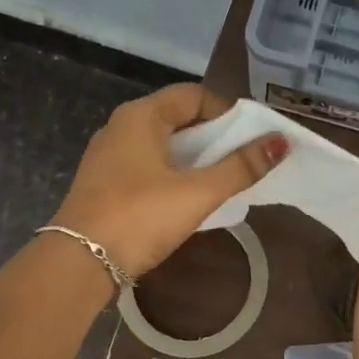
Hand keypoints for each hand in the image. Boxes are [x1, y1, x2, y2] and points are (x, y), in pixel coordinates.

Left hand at [48, 84, 286, 277]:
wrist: (78, 262)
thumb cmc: (140, 217)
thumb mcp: (197, 192)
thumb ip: (240, 167)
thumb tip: (280, 142)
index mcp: (141, 116)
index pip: (193, 95)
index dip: (227, 111)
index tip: (252, 137)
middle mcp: (120, 127)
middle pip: (177, 118)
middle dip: (213, 136)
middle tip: (243, 160)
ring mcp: (108, 156)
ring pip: (161, 145)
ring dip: (193, 158)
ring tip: (222, 180)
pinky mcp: (104, 184)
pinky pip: (146, 167)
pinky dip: (172, 174)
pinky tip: (187, 198)